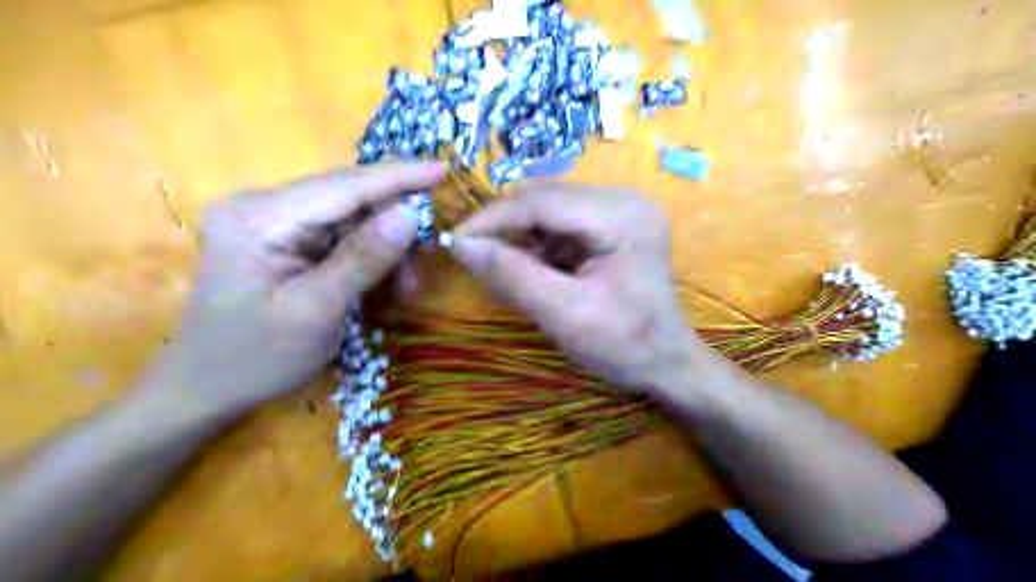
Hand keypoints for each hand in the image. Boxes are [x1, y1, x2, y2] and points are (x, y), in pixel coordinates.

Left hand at [138, 162, 444, 418]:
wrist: (206, 390)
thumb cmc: (256, 358)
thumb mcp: (317, 311)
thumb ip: (363, 258)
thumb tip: (410, 214)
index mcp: (261, 218)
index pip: (343, 186)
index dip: (398, 177)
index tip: (443, 171)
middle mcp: (264, 207)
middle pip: (349, 200)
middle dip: (394, 227)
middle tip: (425, 262)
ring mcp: (272, 223)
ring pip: (351, 220)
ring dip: (385, 250)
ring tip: (405, 288)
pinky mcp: (283, 240)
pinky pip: (340, 238)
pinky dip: (369, 259)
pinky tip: (383, 285)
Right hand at [448, 184, 703, 394]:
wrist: (666, 364)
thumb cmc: (624, 346)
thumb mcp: (564, 314)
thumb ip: (511, 275)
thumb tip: (458, 244)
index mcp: (620, 215)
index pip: (541, 201)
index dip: (491, 219)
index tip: (452, 241)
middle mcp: (622, 199)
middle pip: (544, 199)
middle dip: (503, 226)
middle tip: (469, 253)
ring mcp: (619, 209)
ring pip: (547, 209)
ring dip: (518, 235)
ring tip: (498, 265)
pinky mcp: (611, 224)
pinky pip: (560, 223)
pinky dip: (536, 243)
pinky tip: (528, 267)